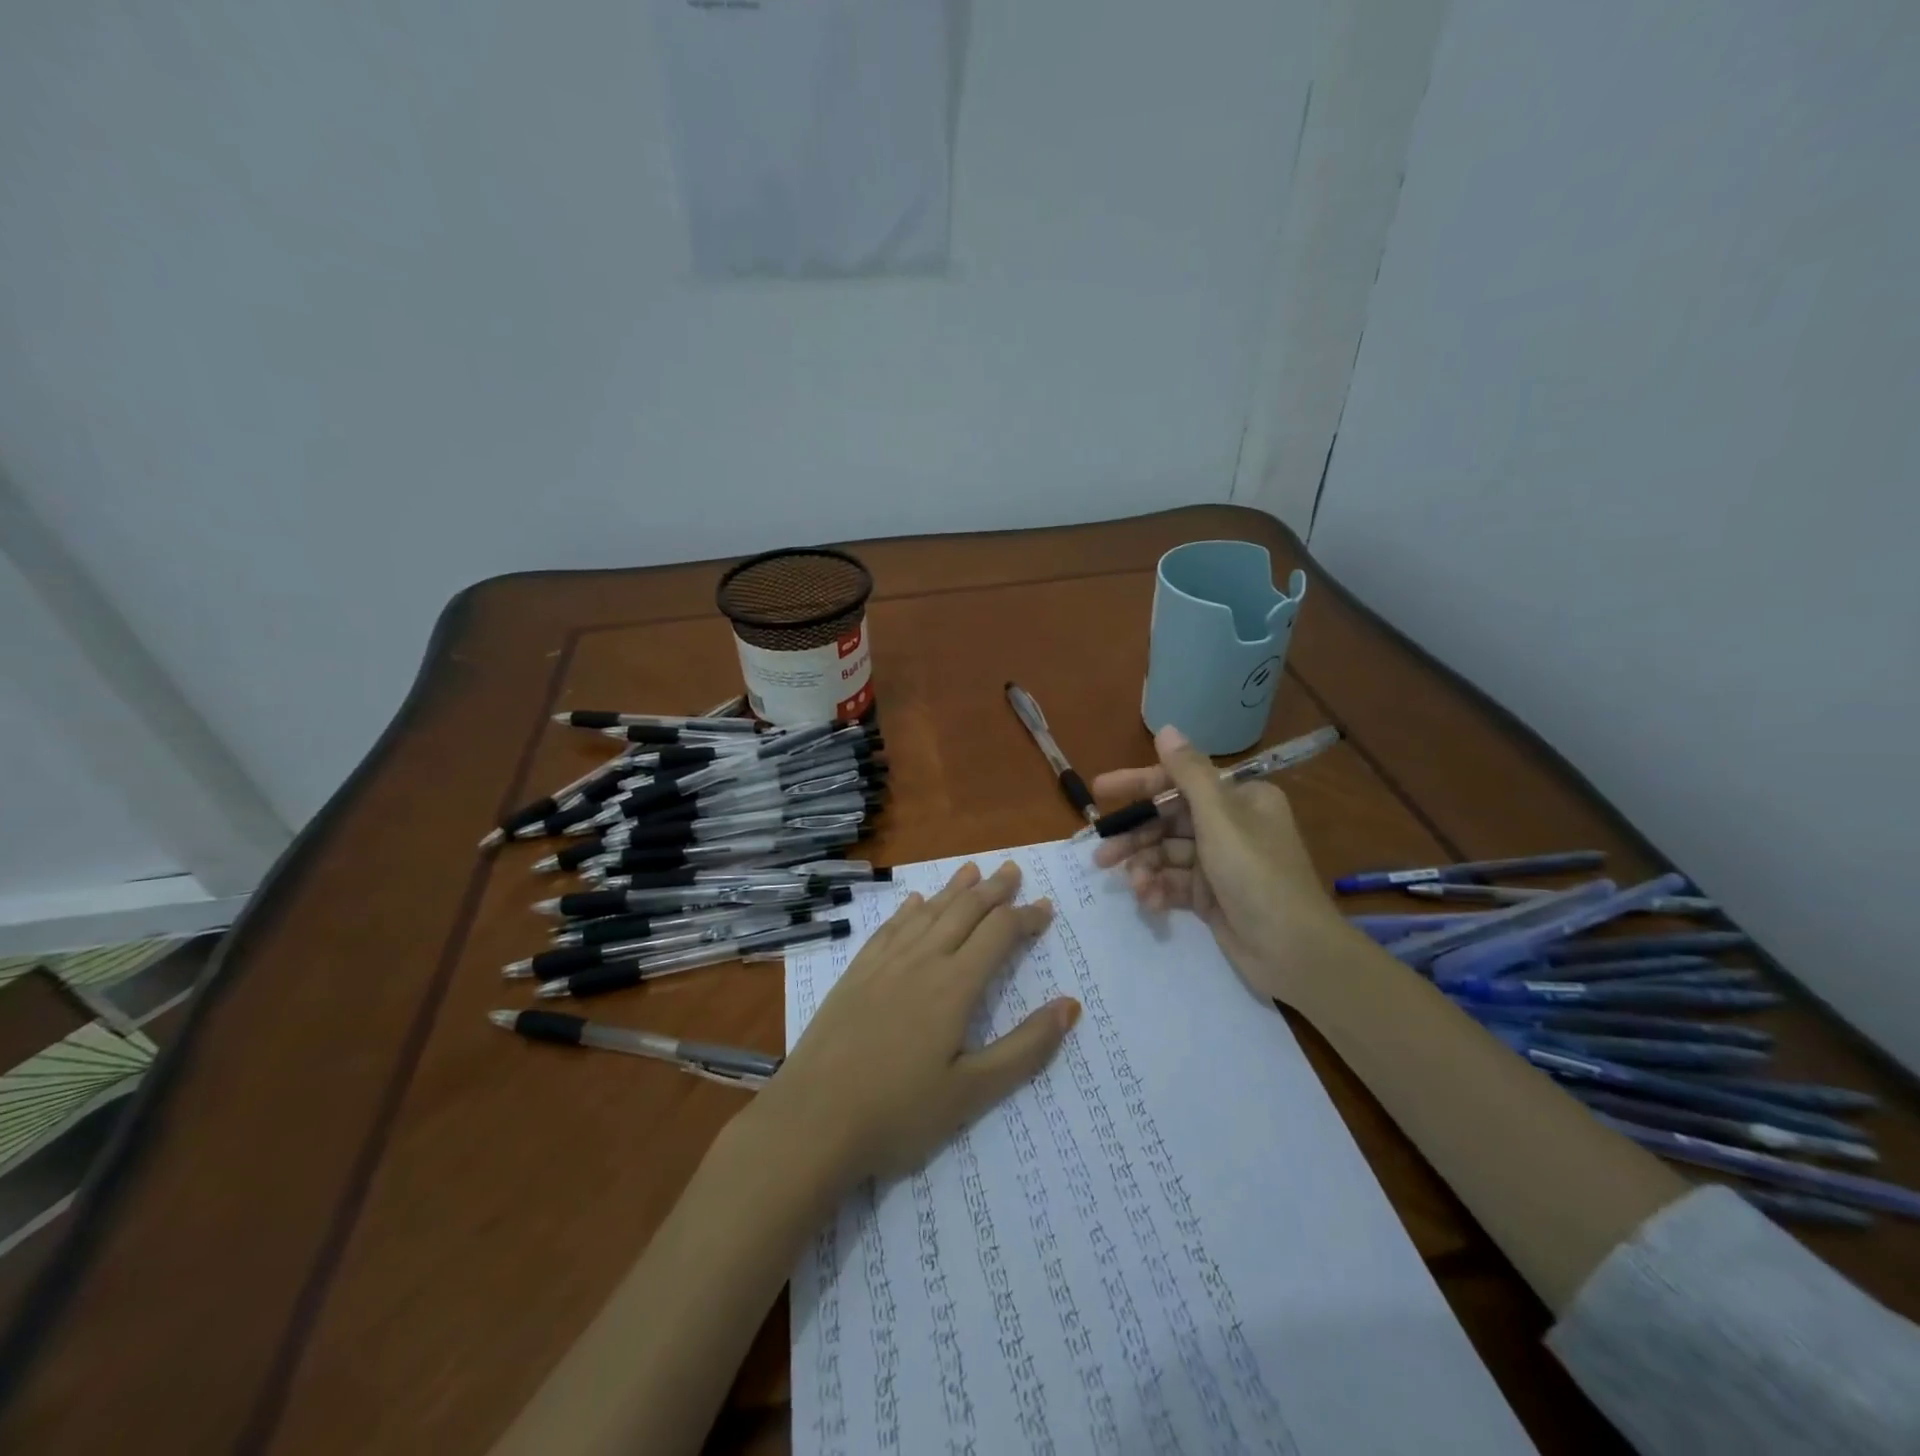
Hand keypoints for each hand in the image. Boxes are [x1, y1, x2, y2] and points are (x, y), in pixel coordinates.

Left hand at [759, 861, 1076, 1187]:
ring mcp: (883, 964)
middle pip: (964, 911)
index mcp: (954, 986)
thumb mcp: (972, 1093)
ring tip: (972, 869)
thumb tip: (1070, 1005)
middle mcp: (921, 961)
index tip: (1045, 908)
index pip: (999, 933)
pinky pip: (888, 929)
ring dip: (953, 889)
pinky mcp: (855, 974)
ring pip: (926, 912)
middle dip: (993, 889)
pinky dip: (908, 910)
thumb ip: (1025, 1048)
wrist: (811, 1121)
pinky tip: (913, 903)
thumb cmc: (898, 1113)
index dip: (1026, 917)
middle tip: (1013, 869)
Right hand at [1091, 725, 1355, 1006]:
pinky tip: (1149, 901)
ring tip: (1133, 885)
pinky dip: (1160, 889)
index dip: (1137, 786)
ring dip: (1146, 868)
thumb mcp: (1220, 818)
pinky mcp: (1212, 895)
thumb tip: (1166, 728)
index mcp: (1240, 799)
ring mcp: (1220, 863)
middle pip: (1168, 822)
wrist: (1293, 951)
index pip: (1178, 782)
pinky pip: (1175, 883)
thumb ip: (1188, 773)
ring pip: (1167, 855)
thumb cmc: (1256, 874)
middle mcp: (1230, 825)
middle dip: (1135, 838)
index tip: (1099, 792)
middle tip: (1101, 855)